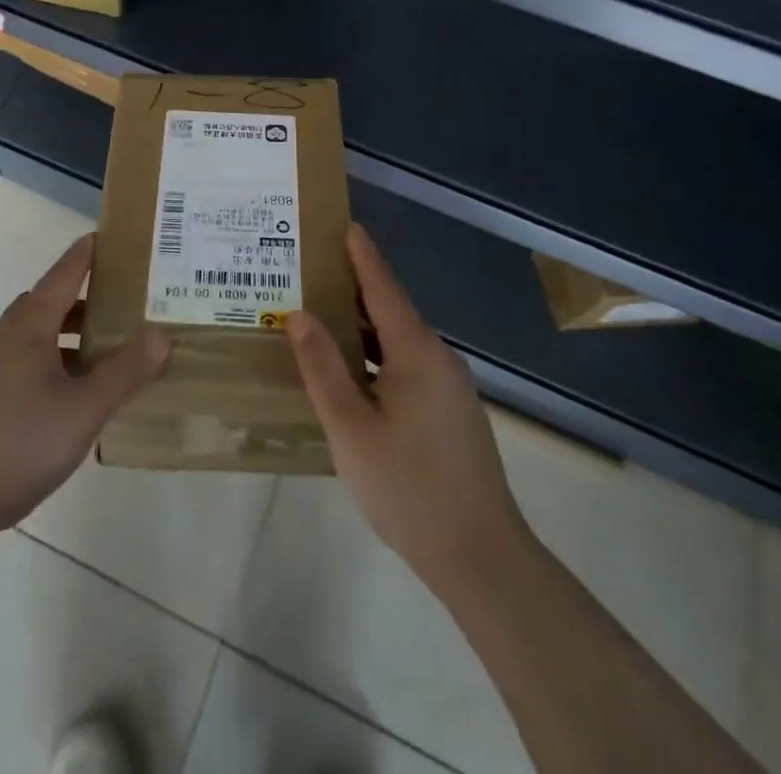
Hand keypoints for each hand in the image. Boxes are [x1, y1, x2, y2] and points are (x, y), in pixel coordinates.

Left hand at [0, 234, 169, 550]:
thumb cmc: (15, 443)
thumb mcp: (82, 409)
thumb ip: (124, 372)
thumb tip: (161, 334)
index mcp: (30, 325)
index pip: (65, 272)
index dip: (90, 252)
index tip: (116, 236)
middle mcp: (8, 336)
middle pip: (52, 302)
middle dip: (88, 297)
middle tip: (128, 302)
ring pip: (40, 336)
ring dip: (73, 336)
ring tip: (110, 353)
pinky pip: (29, 364)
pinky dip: (57, 363)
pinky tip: (74, 397)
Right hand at [288, 224, 530, 599]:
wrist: (481, 557)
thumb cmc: (409, 487)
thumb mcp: (350, 428)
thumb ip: (322, 367)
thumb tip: (299, 315)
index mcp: (417, 352)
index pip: (383, 287)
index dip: (362, 255)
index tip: (345, 224)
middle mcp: (438, 359)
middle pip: (391, 310)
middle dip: (354, 287)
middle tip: (313, 269)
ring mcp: (449, 388)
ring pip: (398, 342)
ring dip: (362, 325)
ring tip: (322, 313)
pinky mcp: (450, 413)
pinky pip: (407, 366)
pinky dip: (376, 354)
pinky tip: (352, 368)